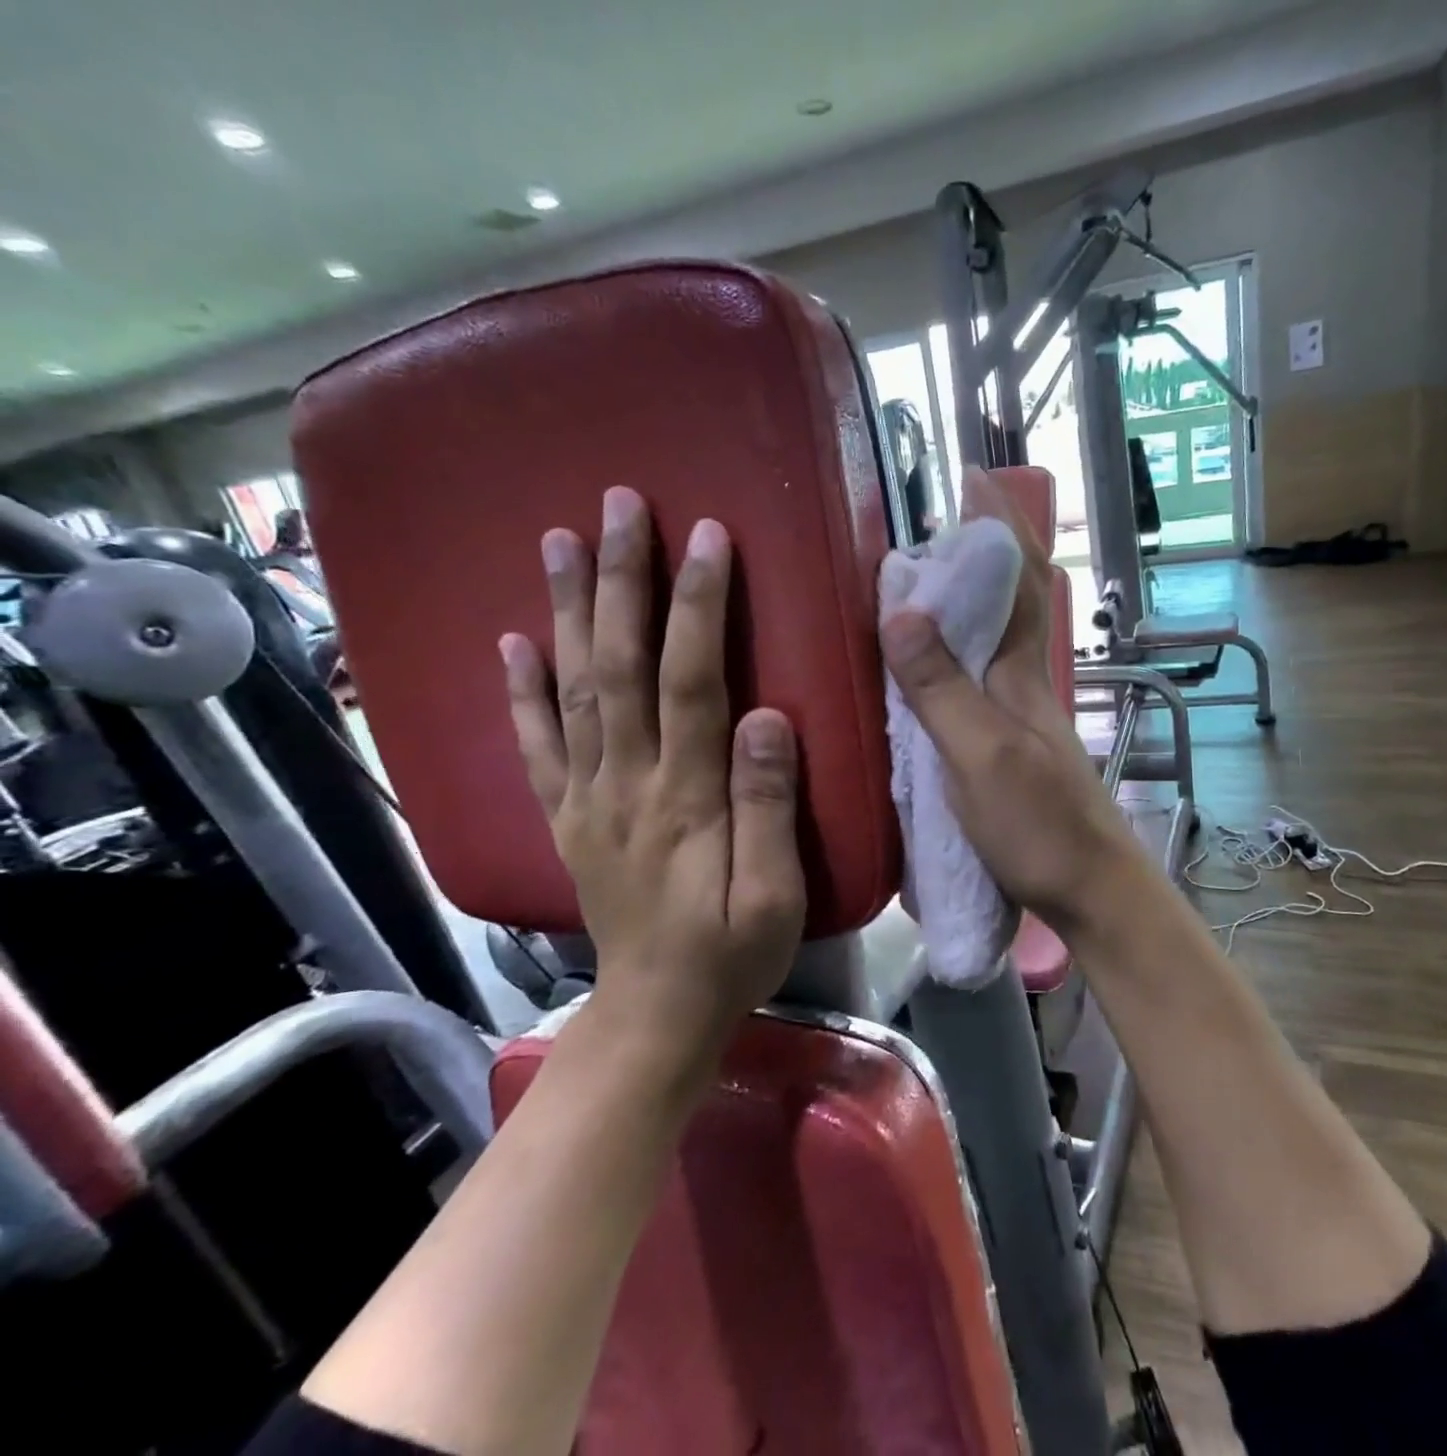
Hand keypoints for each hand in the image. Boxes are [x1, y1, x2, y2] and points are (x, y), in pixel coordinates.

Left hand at [500, 487, 805, 1060]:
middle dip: (622, 581)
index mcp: (685, 799)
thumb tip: (770, 716)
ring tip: (559, 540)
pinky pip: (537, 744)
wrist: (657, 1014)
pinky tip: (513, 640)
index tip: (706, 537)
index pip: (691, 682)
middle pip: (619, 666)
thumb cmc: (732, 954)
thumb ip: (770, 805)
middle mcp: (626, 784)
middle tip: (619, 507)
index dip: (697, 606)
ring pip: (573, 689)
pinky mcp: (569, 816)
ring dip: (567, 610)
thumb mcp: (775, 894)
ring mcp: (587, 798)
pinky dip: (521, 689)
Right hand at [880, 468, 1141, 934]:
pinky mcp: (1006, 747)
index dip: (998, 525)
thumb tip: (900, 607)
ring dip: (963, 602)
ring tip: (914, 583)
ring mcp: (1017, 716)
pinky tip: (924, 666)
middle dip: (976, 554)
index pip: (1017, 579)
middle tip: (924, 528)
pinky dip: (952, 655)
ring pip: (991, 640)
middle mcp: (1023, 682)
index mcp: (1021, 672)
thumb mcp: (980, 755)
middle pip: (1006, 601)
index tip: (973, 477)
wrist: (1090, 889)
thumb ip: (941, 687)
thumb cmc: (1039, 824)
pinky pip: (975, 681)